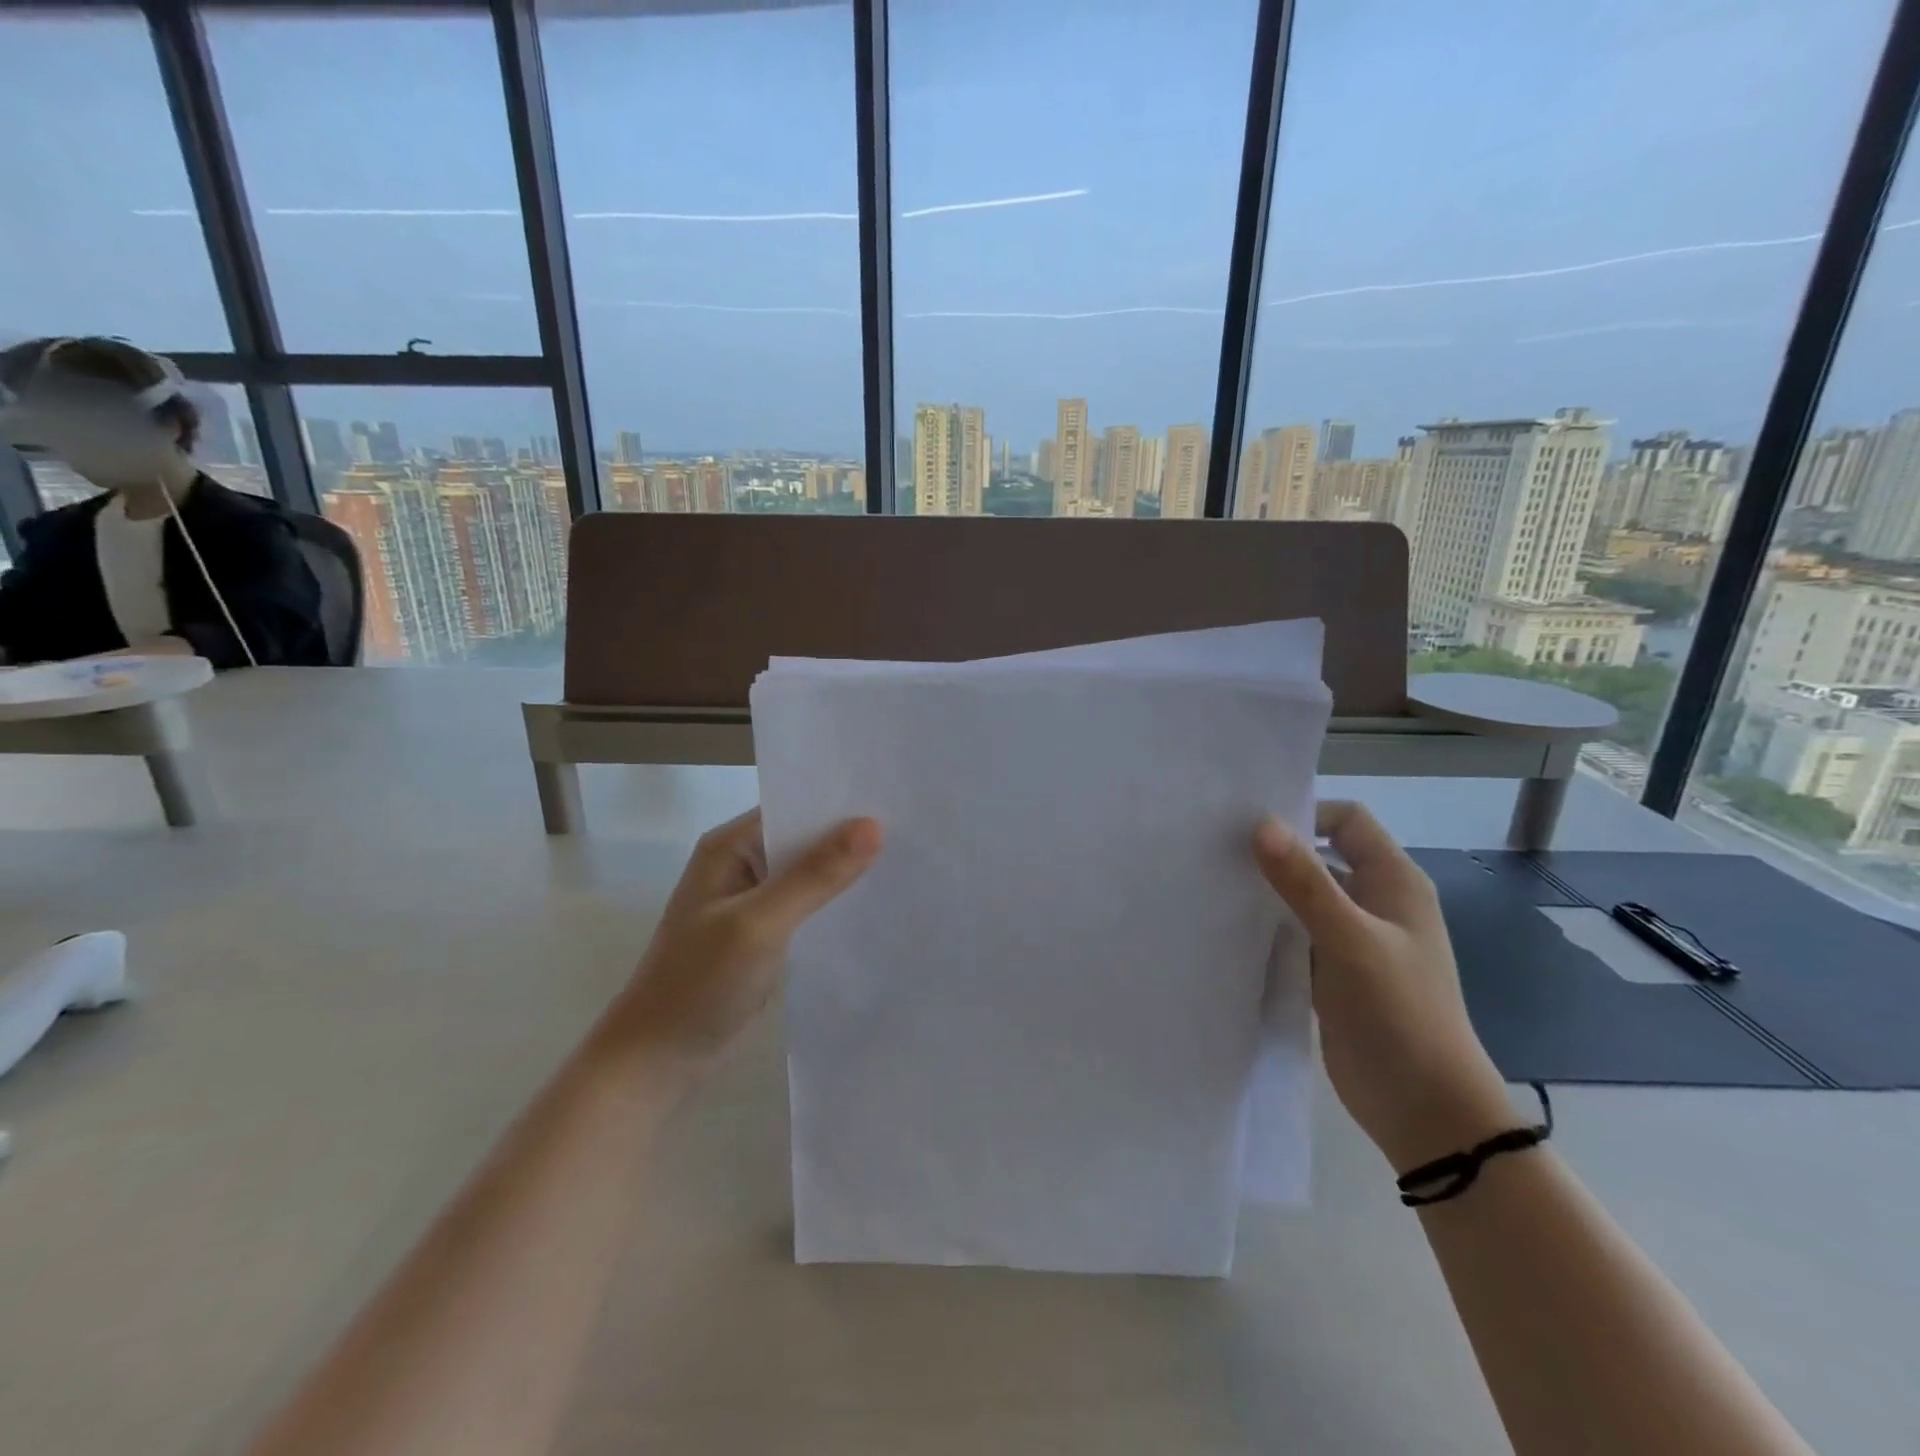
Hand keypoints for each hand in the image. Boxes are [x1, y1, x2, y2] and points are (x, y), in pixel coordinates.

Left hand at [608, 808, 882, 1068]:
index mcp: (730, 846)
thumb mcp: (761, 924)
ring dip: (845, 870)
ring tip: (905, 861)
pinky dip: (833, 902)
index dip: (840, 802)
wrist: (658, 1060)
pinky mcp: (763, 931)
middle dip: (850, 836)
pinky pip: (807, 904)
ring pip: (808, 872)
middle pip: (804, 837)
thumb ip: (815, 875)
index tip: (894, 798)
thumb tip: (873, 825)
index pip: (794, 806)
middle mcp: (740, 863)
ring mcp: (751, 899)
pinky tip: (872, 903)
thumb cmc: (700, 983)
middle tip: (912, 829)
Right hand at [1254, 801, 1512, 1172]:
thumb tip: (1260, 824)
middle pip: (1321, 855)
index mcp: (1394, 882)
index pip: (1347, 821)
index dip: (1305, 812)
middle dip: (1275, 850)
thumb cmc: (1400, 1013)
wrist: (1425, 1108)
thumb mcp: (1351, 940)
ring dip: (1268, 889)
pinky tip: (1230, 928)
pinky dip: (1268, 926)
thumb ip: (1305, 882)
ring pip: (1303, 896)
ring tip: (1213, 883)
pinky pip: (1295, 933)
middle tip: (1217, 848)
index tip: (1250, 824)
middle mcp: (1374, 902)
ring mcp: (1352, 939)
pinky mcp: (1332, 972)